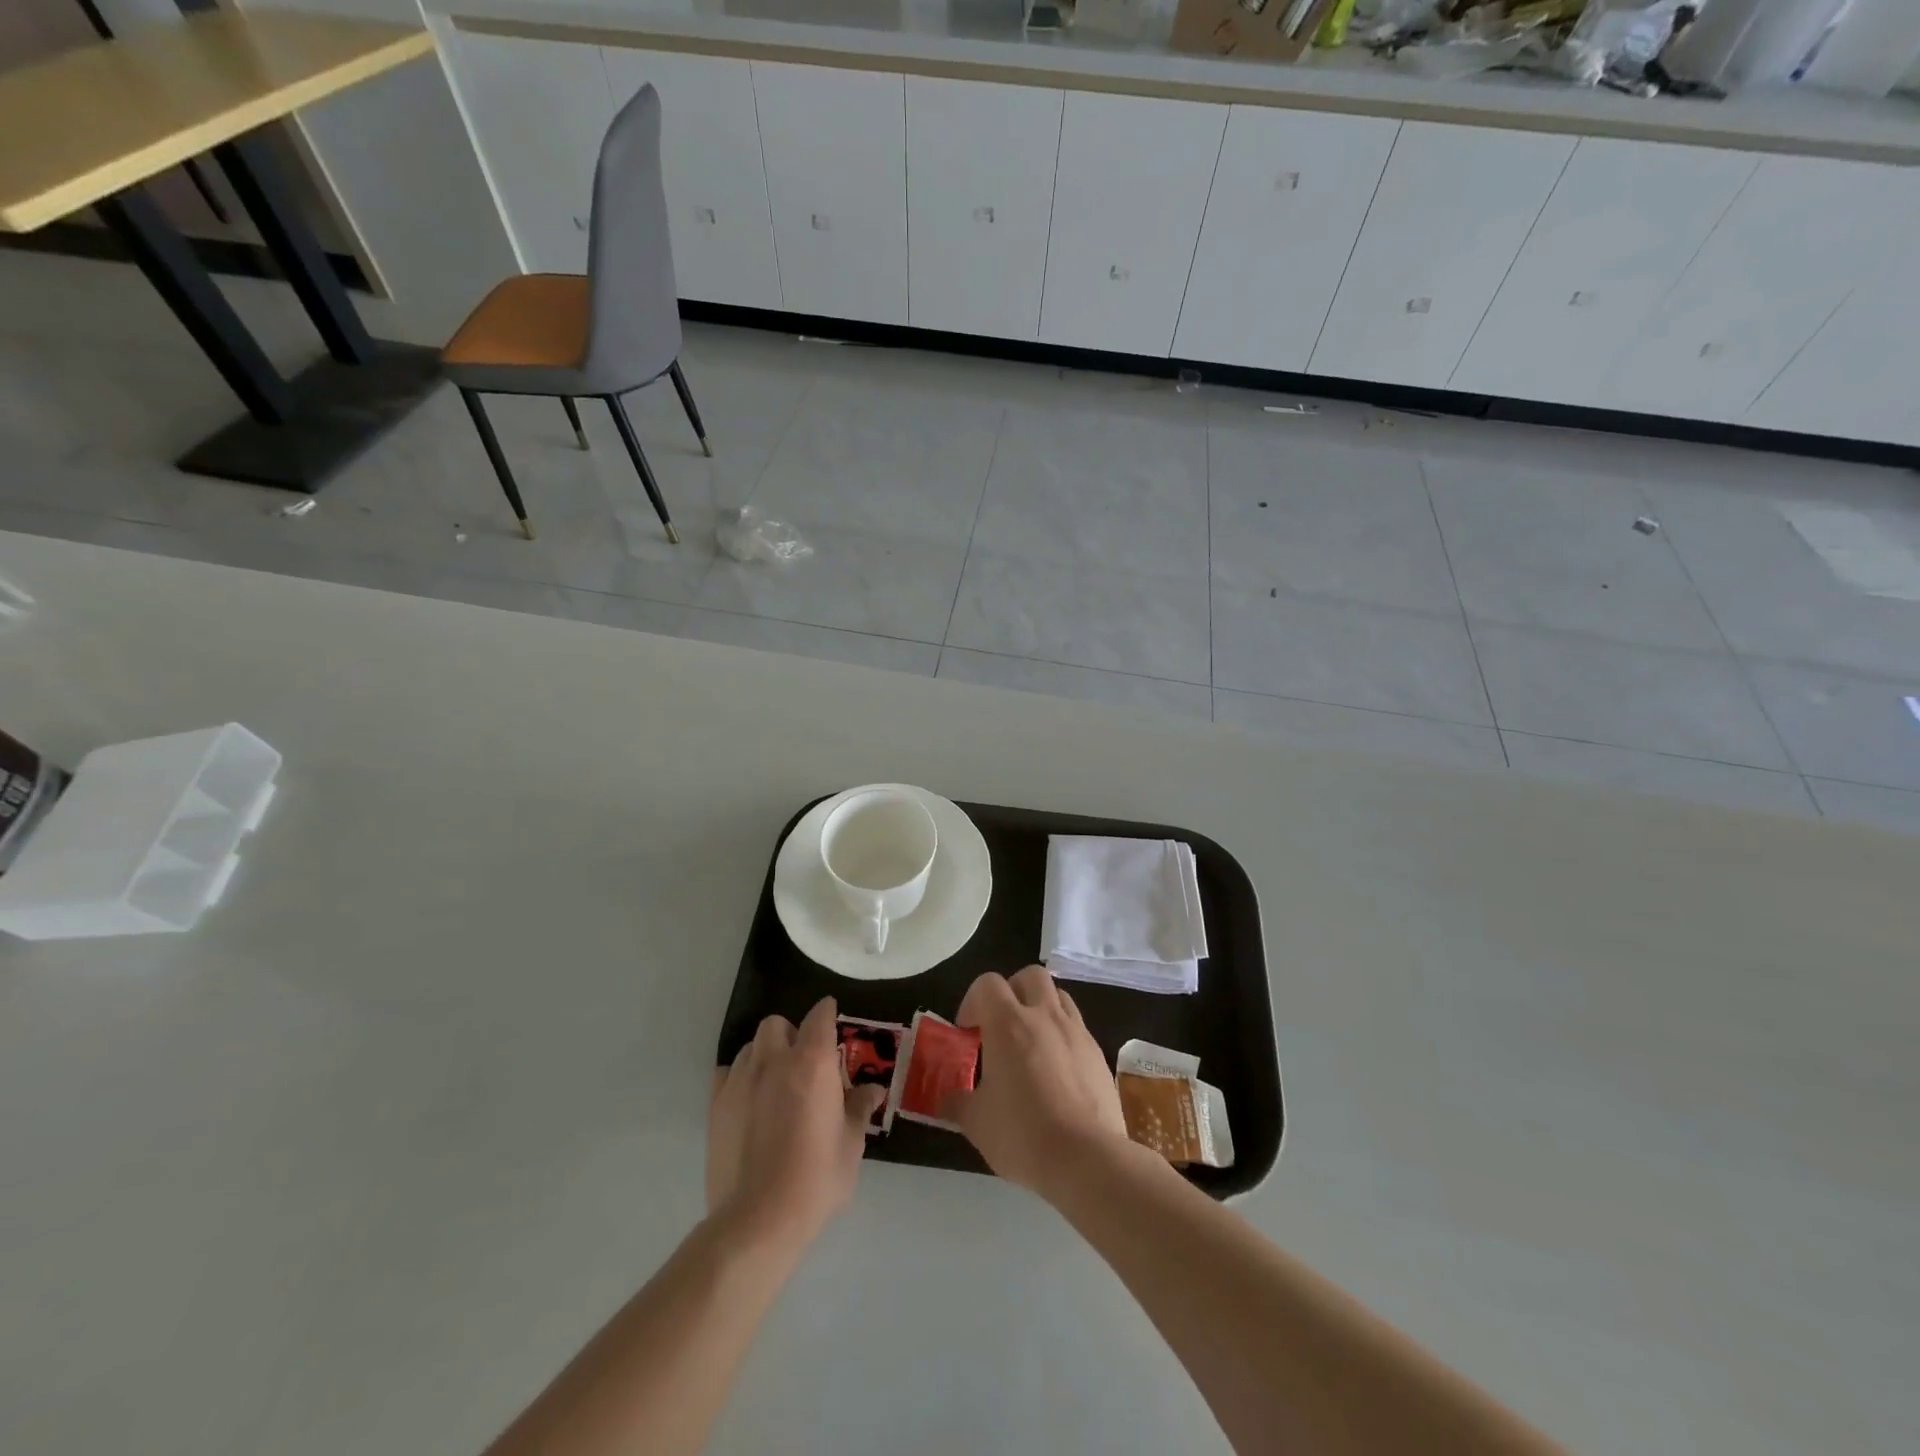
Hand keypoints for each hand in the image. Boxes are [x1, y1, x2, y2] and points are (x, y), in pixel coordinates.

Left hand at [707, 997, 885, 1251]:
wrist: (758, 1219)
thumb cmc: (815, 1179)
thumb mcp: (851, 1144)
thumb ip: (859, 1109)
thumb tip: (873, 1090)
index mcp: (813, 1062)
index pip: (820, 1015)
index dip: (828, 1014)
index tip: (833, 1024)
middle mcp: (775, 1059)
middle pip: (778, 1023)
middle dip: (792, 1034)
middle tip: (804, 1063)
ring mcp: (741, 1079)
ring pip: (751, 1045)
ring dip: (766, 1053)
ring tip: (776, 1083)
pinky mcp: (717, 1103)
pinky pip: (727, 1071)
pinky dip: (740, 1076)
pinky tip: (750, 1101)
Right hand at [940, 966, 1130, 1198]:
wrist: (1087, 1158)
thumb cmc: (1022, 1133)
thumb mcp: (976, 1123)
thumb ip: (958, 1102)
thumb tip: (946, 1099)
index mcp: (1008, 1023)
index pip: (987, 983)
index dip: (973, 1001)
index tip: (968, 1033)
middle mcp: (1044, 1015)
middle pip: (1029, 976)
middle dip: (1013, 991)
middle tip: (1002, 1026)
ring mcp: (1076, 1031)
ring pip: (1058, 996)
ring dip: (1041, 1009)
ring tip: (1031, 1044)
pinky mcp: (1098, 1053)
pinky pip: (1077, 1028)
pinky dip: (1063, 1037)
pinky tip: (1057, 1072)